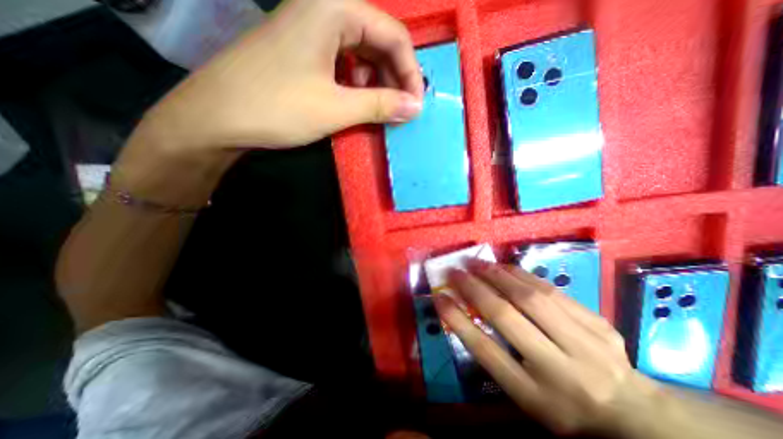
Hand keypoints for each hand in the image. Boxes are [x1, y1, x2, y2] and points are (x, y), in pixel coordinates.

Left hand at [112, 0, 422, 205]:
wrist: (217, 117)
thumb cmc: (278, 108)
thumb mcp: (337, 108)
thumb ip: (381, 105)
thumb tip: (415, 107)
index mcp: (334, 8)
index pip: (394, 35)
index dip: (411, 73)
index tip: (416, 105)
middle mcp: (324, 9)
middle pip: (379, 41)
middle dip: (396, 77)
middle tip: (402, 110)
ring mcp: (311, 29)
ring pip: (363, 53)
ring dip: (379, 82)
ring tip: (383, 108)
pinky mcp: (303, 50)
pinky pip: (344, 62)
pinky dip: (359, 83)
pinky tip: (358, 101)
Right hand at [437, 261, 661, 435]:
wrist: (632, 411)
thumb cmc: (562, 404)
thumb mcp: (523, 394)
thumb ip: (494, 356)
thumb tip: (464, 313)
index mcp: (535, 396)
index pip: (486, 351)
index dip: (457, 320)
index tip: (439, 297)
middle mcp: (560, 370)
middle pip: (507, 317)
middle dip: (474, 288)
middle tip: (455, 271)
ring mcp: (586, 344)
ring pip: (530, 297)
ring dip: (496, 274)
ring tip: (476, 263)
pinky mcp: (598, 322)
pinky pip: (550, 289)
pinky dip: (521, 274)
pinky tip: (504, 267)